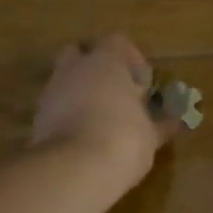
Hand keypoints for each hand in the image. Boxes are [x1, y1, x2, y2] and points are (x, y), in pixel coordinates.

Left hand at [30, 34, 176, 192]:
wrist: (73, 170)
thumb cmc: (123, 140)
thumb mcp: (151, 135)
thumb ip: (161, 123)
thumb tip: (175, 119)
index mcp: (106, 62)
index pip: (117, 41)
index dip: (131, 58)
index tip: (142, 84)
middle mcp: (74, 69)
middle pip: (80, 53)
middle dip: (95, 68)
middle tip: (115, 92)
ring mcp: (51, 92)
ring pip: (65, 79)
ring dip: (80, 92)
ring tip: (99, 119)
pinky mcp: (36, 118)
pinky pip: (55, 106)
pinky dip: (67, 115)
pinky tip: (83, 136)